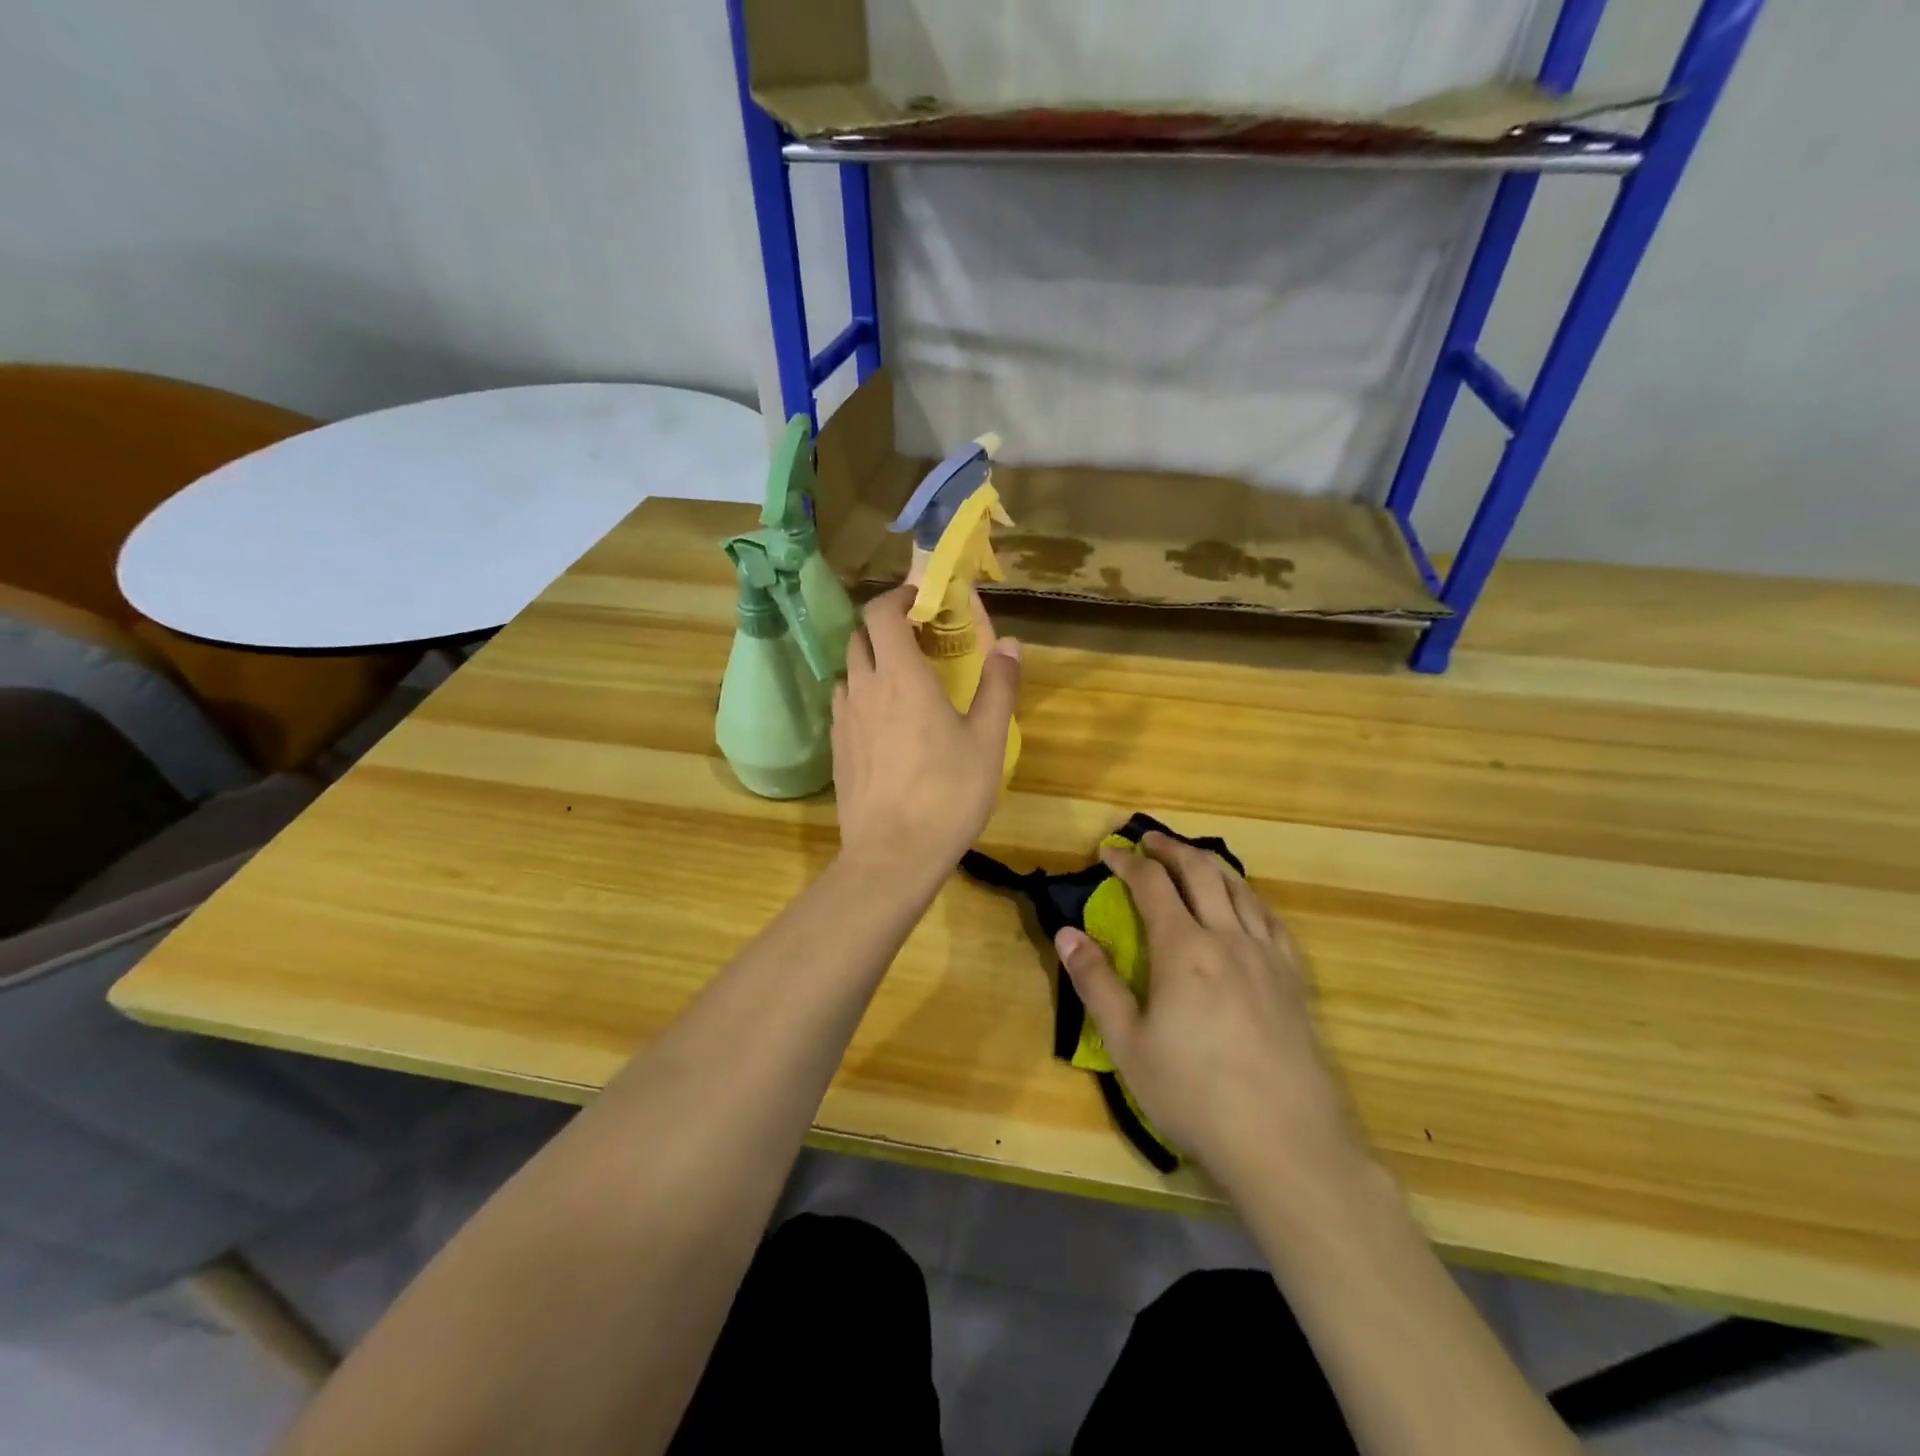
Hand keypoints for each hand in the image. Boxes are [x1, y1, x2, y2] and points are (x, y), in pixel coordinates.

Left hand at [831, 586, 1020, 880]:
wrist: (893, 854)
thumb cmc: (948, 793)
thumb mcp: (987, 740)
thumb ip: (999, 686)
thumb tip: (1009, 644)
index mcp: (901, 676)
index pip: (881, 613)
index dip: (898, 598)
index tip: (922, 602)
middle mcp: (864, 688)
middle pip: (860, 637)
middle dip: (886, 628)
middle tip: (919, 642)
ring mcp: (844, 719)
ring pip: (849, 671)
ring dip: (871, 662)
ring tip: (902, 682)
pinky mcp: (836, 749)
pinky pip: (844, 704)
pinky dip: (861, 695)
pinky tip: (885, 724)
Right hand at [1055, 833, 1362, 1196]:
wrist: (1286, 1141)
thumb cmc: (1194, 1094)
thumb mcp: (1128, 1044)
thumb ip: (1096, 982)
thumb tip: (1066, 933)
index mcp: (1183, 949)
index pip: (1152, 885)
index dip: (1127, 861)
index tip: (1108, 851)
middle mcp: (1227, 938)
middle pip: (1200, 872)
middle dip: (1171, 849)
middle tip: (1149, 841)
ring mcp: (1267, 956)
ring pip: (1239, 888)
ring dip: (1210, 864)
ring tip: (1192, 859)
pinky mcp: (1294, 979)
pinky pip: (1271, 919)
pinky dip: (1249, 896)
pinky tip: (1246, 904)